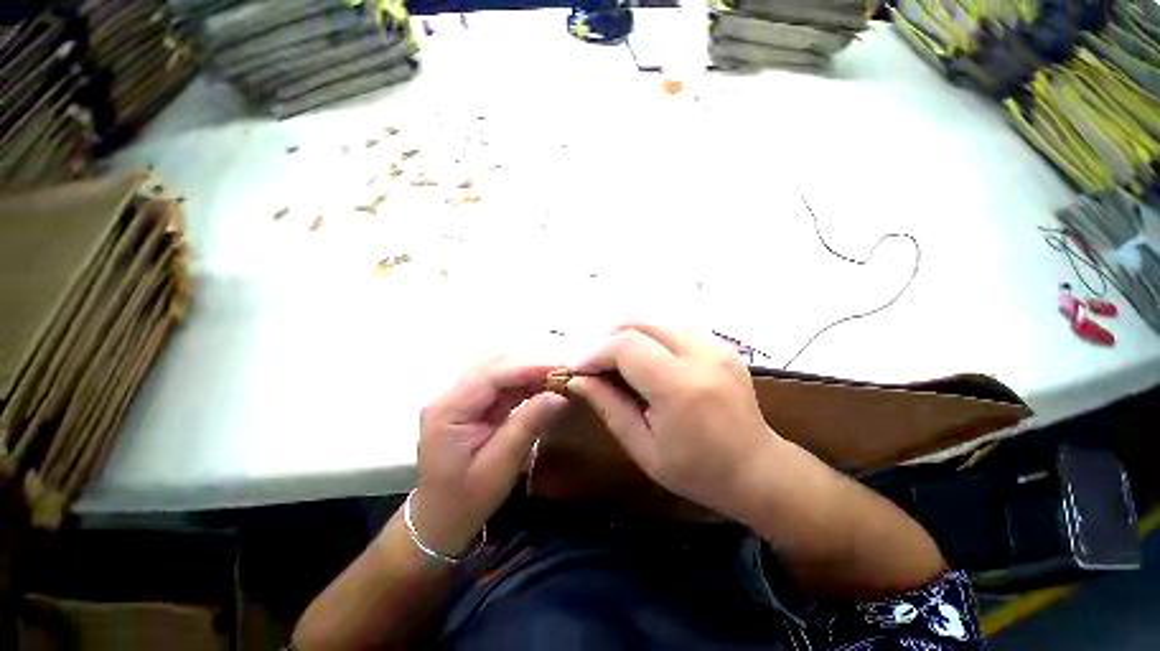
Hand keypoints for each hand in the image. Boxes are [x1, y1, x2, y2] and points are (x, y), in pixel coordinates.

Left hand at [412, 358, 566, 555]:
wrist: (440, 519)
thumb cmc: (466, 499)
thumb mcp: (500, 466)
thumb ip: (528, 425)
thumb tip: (558, 395)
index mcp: (447, 410)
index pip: (490, 374)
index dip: (527, 367)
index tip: (560, 368)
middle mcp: (450, 396)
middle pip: (493, 365)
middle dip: (530, 365)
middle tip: (563, 372)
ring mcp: (460, 398)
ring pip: (498, 370)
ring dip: (528, 371)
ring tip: (557, 377)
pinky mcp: (472, 403)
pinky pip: (501, 384)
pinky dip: (524, 382)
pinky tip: (543, 387)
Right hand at [566, 324, 780, 521]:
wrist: (758, 470)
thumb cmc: (697, 471)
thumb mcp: (643, 448)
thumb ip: (608, 406)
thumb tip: (577, 380)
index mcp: (680, 386)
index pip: (625, 346)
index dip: (594, 353)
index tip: (577, 369)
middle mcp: (700, 355)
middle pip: (639, 324)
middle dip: (607, 339)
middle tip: (593, 364)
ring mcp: (715, 346)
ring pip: (656, 321)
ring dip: (627, 335)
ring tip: (614, 361)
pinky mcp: (721, 345)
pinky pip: (674, 328)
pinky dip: (650, 337)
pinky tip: (644, 359)